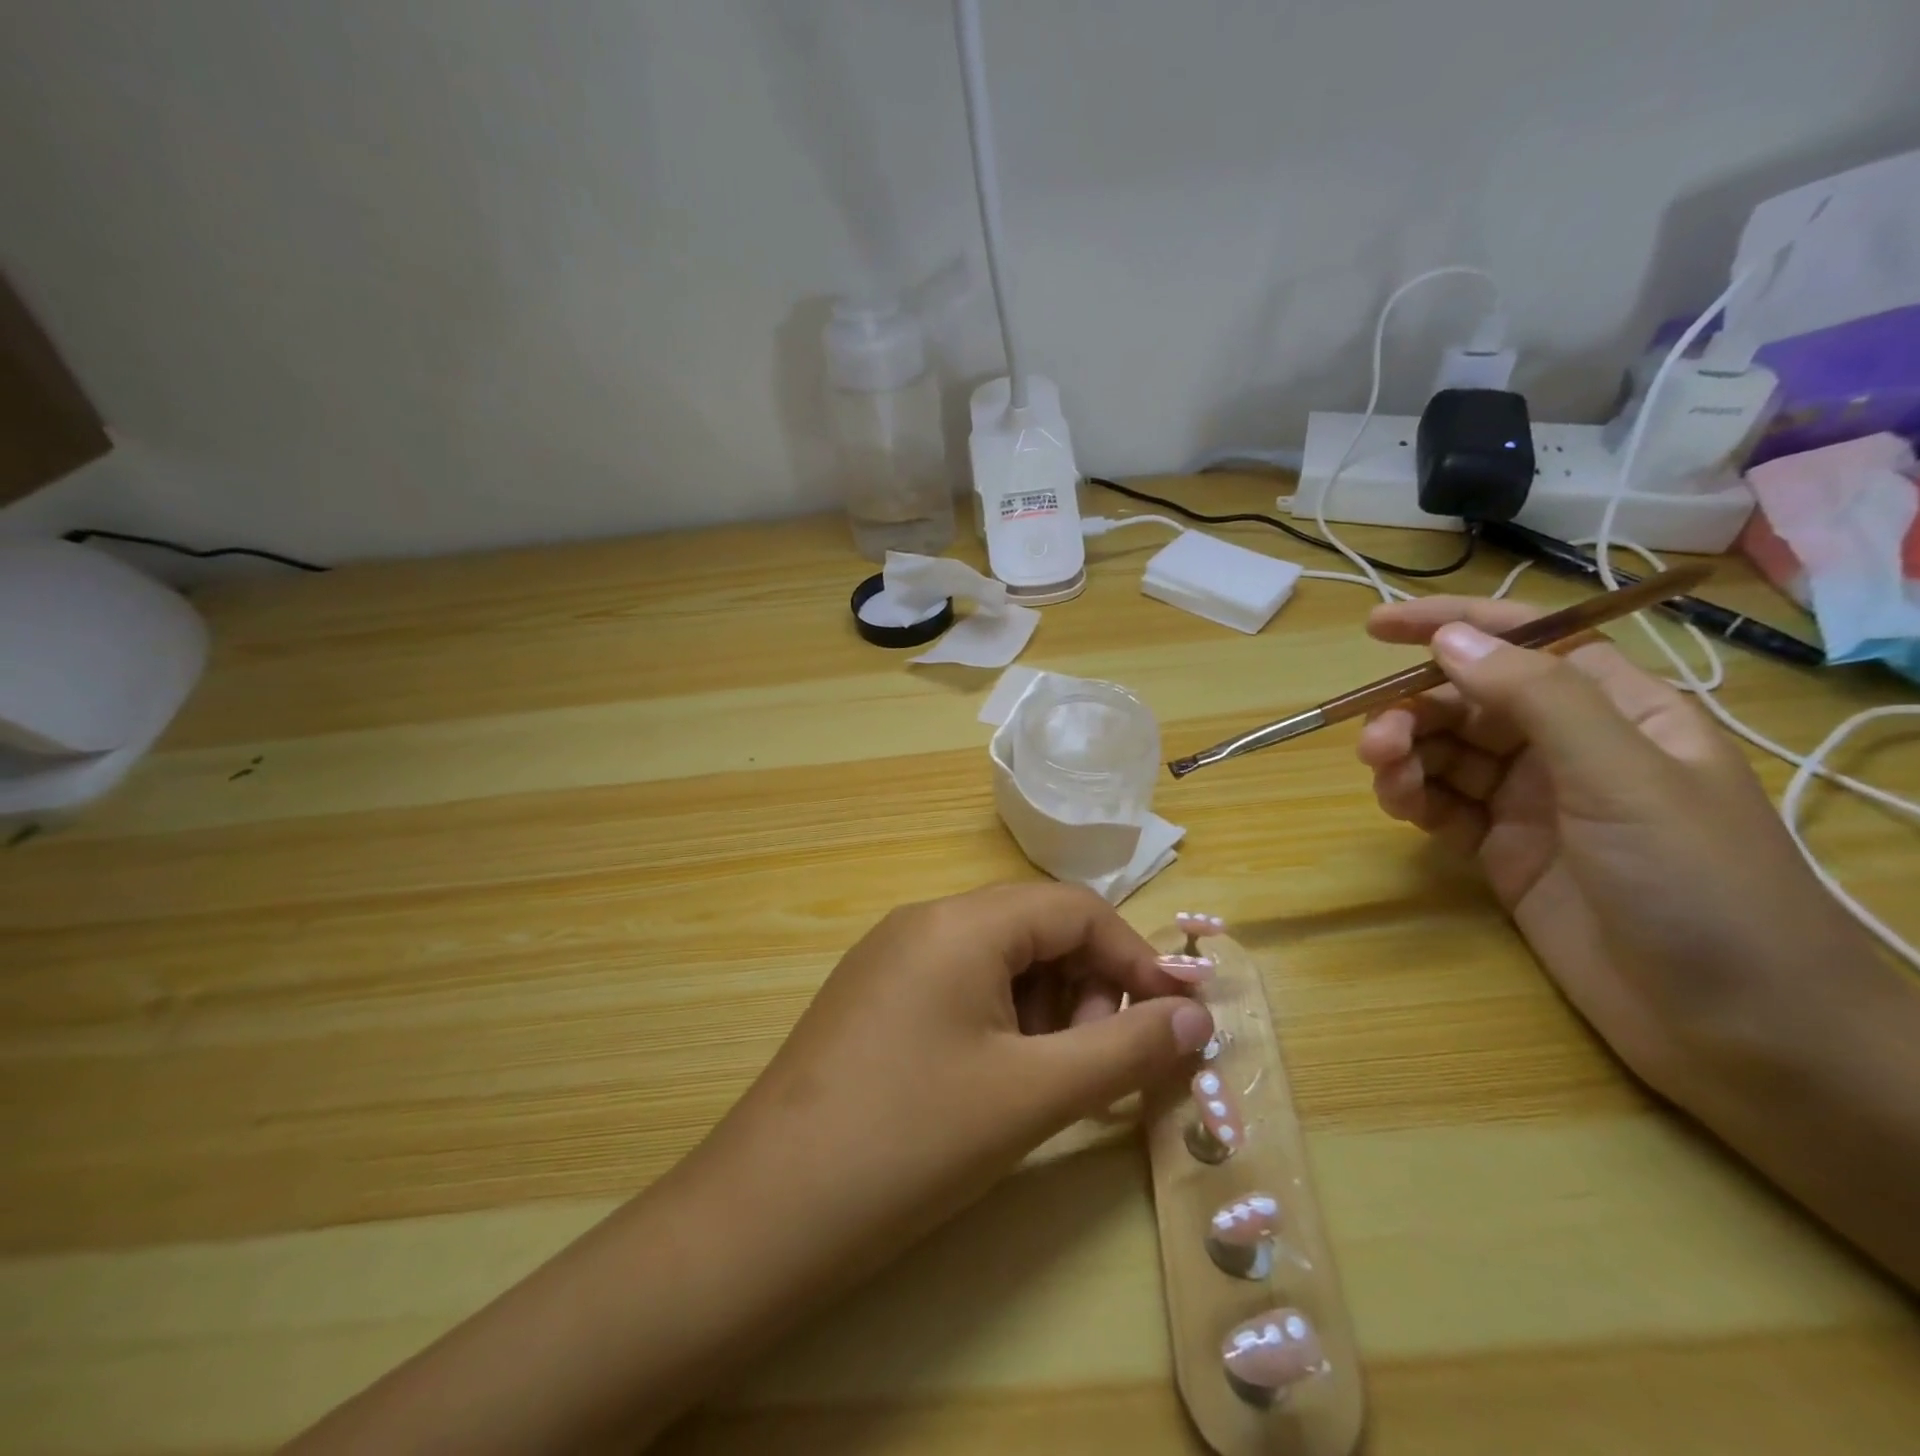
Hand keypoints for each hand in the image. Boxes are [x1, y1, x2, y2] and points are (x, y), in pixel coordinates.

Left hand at [694, 883, 1213, 1287]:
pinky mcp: (872, 998)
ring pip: (996, 960)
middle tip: (1101, 1064)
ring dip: (1044, 1009)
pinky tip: (998, 1083)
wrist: (762, 1214)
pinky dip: (999, 1022)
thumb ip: (1125, 1049)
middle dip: (1086, 987)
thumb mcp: (1032, 1095)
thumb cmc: (911, 1142)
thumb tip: (1197, 1015)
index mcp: (961, 922)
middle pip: (1034, 930)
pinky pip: (957, 986)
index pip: (1073, 908)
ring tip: (1051, 1083)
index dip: (1133, 957)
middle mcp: (923, 922)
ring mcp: (890, 958)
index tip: (1172, 1020)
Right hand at [1354, 596, 1874, 1095]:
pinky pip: (1441, 806)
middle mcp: (1570, 749)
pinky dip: (1412, 799)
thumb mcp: (1622, 778)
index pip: (1527, 644)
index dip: (1454, 626)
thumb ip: (1536, 699)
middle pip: (1470, 702)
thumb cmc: (1701, 886)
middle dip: (1415, 710)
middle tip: (1376, 743)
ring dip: (1406, 755)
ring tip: (1386, 778)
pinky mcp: (1503, 852)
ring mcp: (1533, 803)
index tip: (1377, 626)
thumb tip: (1450, 639)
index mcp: (1619, 712)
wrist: (1739, 1031)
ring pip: (1446, 753)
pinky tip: (1400, 808)